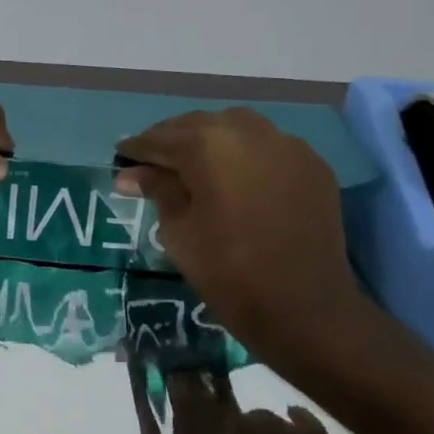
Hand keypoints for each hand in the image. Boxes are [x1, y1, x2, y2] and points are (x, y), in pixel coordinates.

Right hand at [114, 109, 363, 347]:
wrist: (304, 308)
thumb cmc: (227, 270)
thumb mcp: (177, 231)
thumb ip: (157, 190)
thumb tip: (130, 173)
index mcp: (207, 145)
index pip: (160, 139)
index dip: (137, 149)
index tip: (121, 157)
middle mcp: (248, 131)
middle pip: (198, 125)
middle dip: (173, 140)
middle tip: (153, 162)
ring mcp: (286, 145)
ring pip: (236, 128)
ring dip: (211, 140)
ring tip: (195, 165)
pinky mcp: (312, 165)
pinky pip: (269, 146)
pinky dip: (246, 154)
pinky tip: (237, 176)